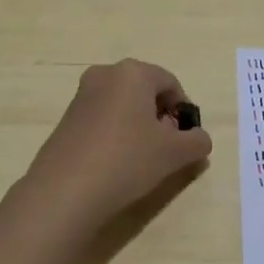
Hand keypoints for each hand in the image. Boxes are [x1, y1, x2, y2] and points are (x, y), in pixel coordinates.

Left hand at [23, 58, 212, 230]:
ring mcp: (81, 96)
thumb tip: (199, 138)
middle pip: (145, 91)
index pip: (171, 83)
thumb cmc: (127, 159)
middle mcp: (105, 74)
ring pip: (123, 105)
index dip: (184, 110)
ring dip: (138, 126)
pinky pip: (102, 119)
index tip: (187, 139)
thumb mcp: (174, 153)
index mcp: (133, 72)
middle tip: (167, 148)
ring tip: (142, 159)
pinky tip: (117, 163)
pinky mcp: (66, 119)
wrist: (65, 191)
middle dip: (161, 117)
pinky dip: (116, 134)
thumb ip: (196, 142)